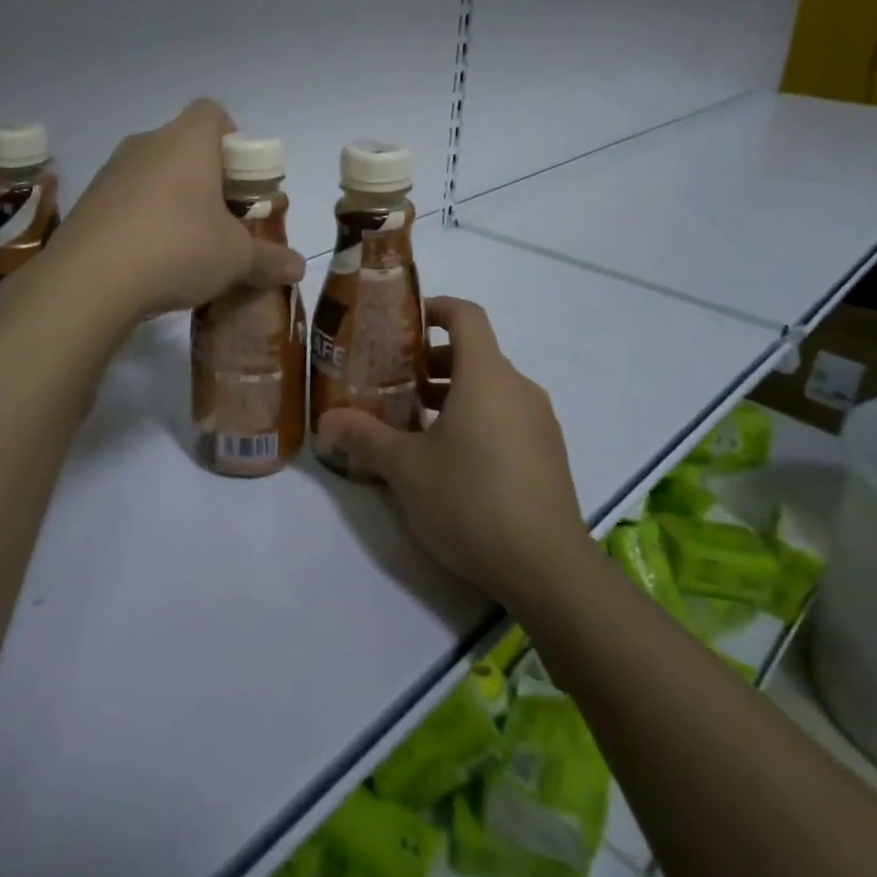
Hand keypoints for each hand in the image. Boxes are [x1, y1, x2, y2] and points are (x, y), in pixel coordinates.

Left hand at [46, 99, 305, 323]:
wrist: (88, 281)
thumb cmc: (178, 248)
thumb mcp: (236, 259)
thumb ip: (270, 259)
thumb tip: (299, 267)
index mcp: (188, 141)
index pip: (214, 113)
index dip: (234, 141)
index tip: (241, 183)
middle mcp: (147, 143)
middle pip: (185, 145)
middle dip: (207, 177)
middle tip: (222, 220)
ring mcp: (111, 171)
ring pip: (154, 173)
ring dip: (173, 200)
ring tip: (186, 246)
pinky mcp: (87, 202)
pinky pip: (126, 200)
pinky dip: (142, 219)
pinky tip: (150, 260)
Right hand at [317, 298, 587, 606]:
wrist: (547, 568)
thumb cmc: (470, 500)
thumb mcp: (405, 469)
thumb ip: (365, 437)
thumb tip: (327, 420)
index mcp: (486, 375)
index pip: (466, 315)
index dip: (436, 308)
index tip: (405, 323)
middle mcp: (518, 388)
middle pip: (475, 354)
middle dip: (433, 362)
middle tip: (395, 383)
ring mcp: (540, 422)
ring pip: (491, 388)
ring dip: (453, 394)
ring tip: (415, 425)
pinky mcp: (549, 455)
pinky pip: (508, 417)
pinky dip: (478, 419)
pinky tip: (452, 461)